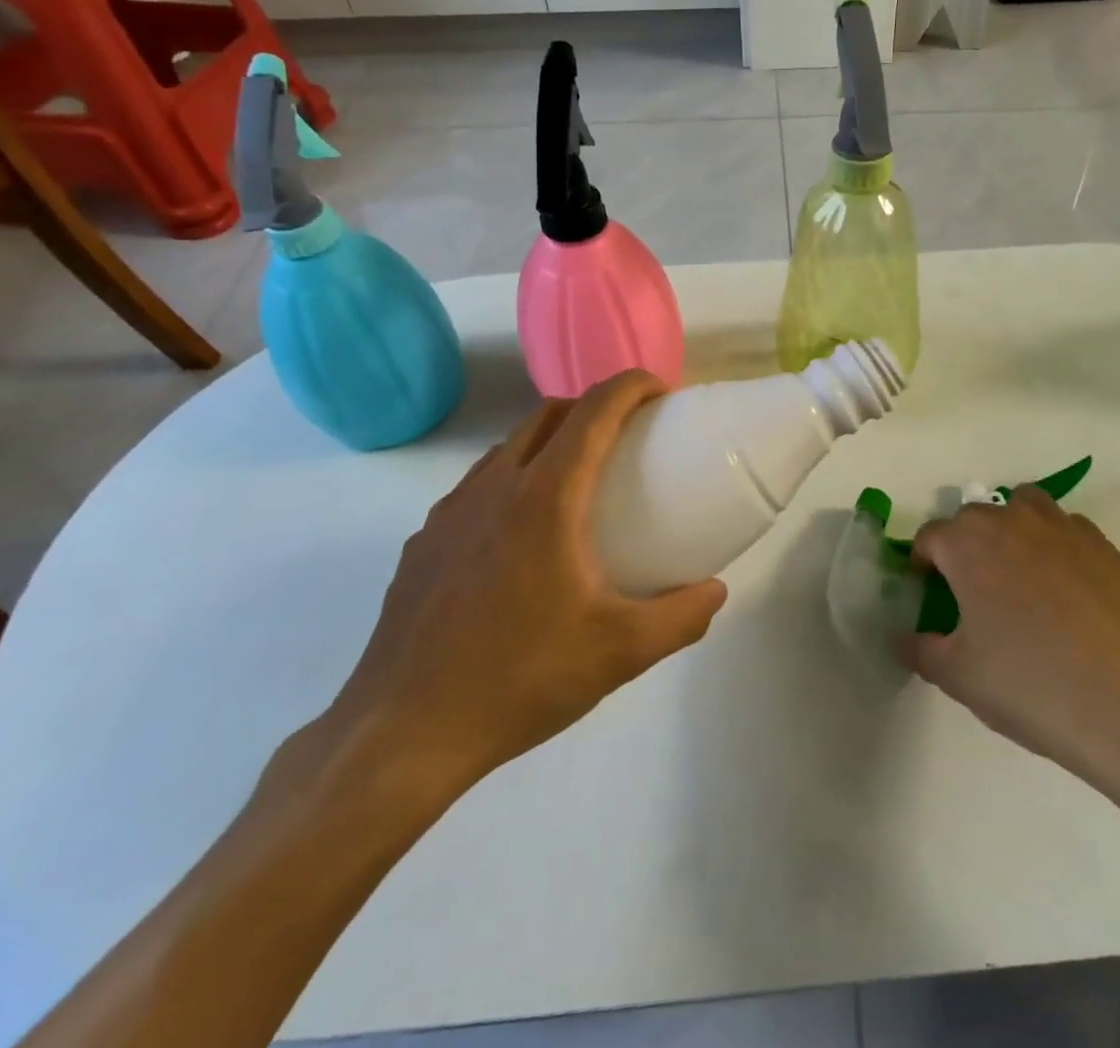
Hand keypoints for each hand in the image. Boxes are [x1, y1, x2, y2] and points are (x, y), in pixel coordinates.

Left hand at [314, 371, 727, 813]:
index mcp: (545, 498)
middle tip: (629, 435)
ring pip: (507, 446)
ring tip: (577, 480)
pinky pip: (477, 486)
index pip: (593, 411)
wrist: (402, 734)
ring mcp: (450, 512)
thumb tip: (717, 592)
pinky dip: (512, 479)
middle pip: (548, 414)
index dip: (631, 386)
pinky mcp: (423, 543)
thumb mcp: (620, 652)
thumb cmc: (520, 679)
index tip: (662, 393)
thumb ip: (681, 617)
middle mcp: (494, 487)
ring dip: (549, 440)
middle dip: (593, 406)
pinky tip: (521, 535)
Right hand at [908, 489, 1119, 822]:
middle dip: (965, 547)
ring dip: (1012, 530)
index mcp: (967, 542)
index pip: (929, 538)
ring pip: (1024, 508)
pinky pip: (1067, 531)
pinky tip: (1066, 591)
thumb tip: (906, 638)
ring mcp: (1063, 527)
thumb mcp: (957, 675)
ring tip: (1019, 577)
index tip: (929, 594)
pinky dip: (1056, 547)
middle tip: (973, 595)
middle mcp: (1011, 519)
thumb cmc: (1029, 683)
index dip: (922, 564)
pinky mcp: (1105, 547)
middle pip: (974, 519)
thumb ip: (921, 649)